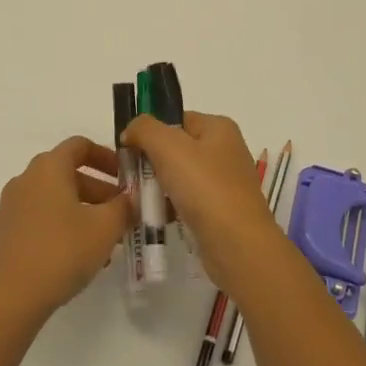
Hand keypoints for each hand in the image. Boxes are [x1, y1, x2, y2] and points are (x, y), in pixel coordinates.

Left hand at [0, 136, 135, 326]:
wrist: (9, 300)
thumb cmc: (61, 252)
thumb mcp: (105, 227)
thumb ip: (124, 206)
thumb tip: (131, 198)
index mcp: (48, 168)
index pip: (80, 145)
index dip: (107, 157)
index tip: (126, 177)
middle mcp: (25, 180)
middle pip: (68, 173)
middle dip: (99, 190)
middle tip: (122, 212)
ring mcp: (11, 208)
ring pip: (55, 199)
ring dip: (83, 210)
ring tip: (106, 239)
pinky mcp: (4, 234)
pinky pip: (40, 219)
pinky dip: (62, 226)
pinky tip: (80, 255)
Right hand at [123, 110, 282, 293]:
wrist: (237, 245)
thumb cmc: (204, 187)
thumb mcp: (168, 146)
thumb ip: (144, 129)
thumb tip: (131, 130)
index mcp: (219, 128)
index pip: (176, 120)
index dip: (150, 132)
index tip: (128, 151)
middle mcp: (226, 150)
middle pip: (176, 149)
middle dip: (151, 163)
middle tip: (131, 180)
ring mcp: (226, 182)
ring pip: (180, 178)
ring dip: (158, 188)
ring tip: (139, 203)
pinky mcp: (222, 211)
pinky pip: (188, 202)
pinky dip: (171, 208)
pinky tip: (156, 219)